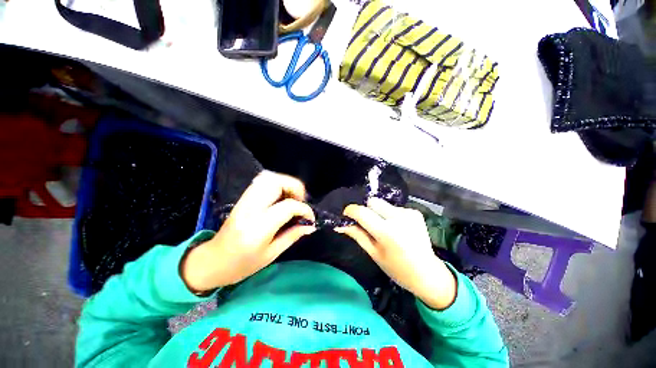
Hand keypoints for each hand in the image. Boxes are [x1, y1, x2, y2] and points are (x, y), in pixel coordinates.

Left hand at [181, 171, 315, 292]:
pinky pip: (261, 182)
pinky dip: (276, 184)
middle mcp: (250, 209)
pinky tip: (281, 196)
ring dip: (285, 183)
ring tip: (293, 197)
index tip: (310, 218)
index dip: (304, 209)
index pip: (287, 207)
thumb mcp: (271, 254)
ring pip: (268, 178)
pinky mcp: (242, 199)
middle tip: (301, 201)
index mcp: (259, 227)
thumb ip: (292, 235)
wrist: (212, 261)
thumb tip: (310, 225)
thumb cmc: (242, 265)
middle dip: (295, 187)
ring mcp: (244, 201)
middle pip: (276, 182)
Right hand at [336, 198, 456, 309]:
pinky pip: (394, 207)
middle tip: (368, 224)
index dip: (351, 211)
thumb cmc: (396, 268)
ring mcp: (409, 213)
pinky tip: (397, 227)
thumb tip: (340, 225)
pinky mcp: (415, 212)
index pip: (362, 212)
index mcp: (386, 232)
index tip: (346, 215)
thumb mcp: (373, 253)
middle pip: (372, 202)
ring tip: (385, 228)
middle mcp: (398, 218)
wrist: (428, 273)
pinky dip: (390, 215)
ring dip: (378, 213)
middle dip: (366, 210)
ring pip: (383, 204)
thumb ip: (357, 235)